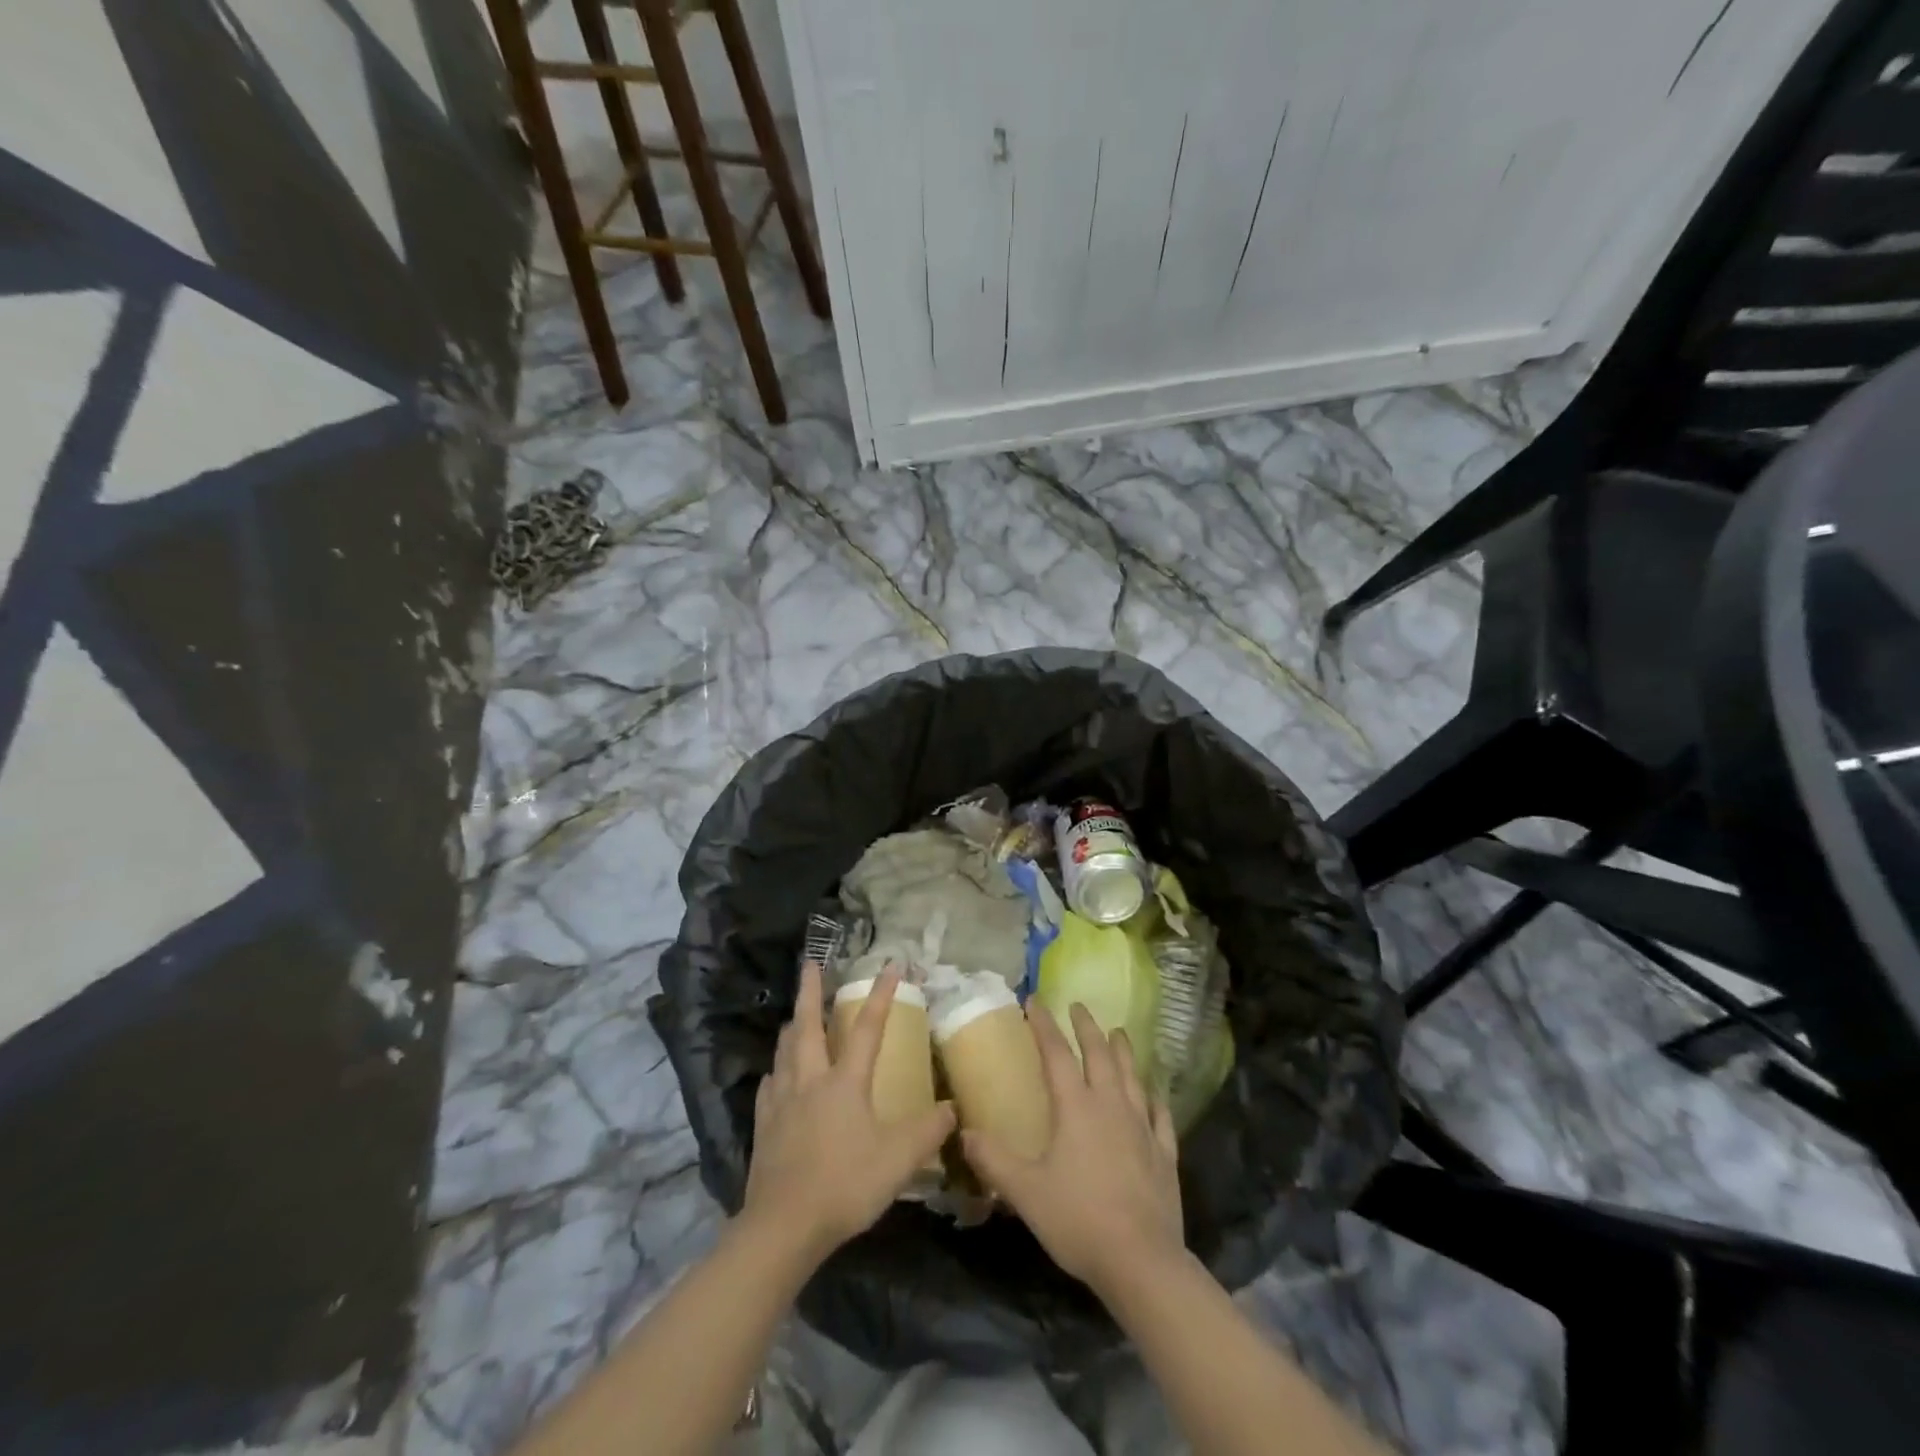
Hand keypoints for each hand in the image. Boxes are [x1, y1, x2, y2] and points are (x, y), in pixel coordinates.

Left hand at [743, 962, 955, 1262]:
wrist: (783, 1226)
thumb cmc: (845, 1184)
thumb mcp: (898, 1159)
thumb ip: (928, 1131)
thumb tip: (954, 1108)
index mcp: (845, 1082)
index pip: (868, 1028)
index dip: (881, 994)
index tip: (891, 964)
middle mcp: (810, 1081)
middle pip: (808, 1026)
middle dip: (810, 991)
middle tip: (809, 963)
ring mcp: (781, 1102)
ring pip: (784, 1051)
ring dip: (791, 1027)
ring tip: (793, 1016)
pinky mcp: (764, 1126)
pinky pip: (768, 1087)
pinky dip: (775, 1072)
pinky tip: (774, 1076)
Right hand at [961, 1003, 1184, 1296]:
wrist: (1142, 1261)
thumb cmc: (1079, 1220)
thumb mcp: (1025, 1191)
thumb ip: (994, 1160)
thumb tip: (963, 1133)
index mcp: (1077, 1108)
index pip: (1057, 1054)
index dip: (1044, 1025)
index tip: (1034, 1000)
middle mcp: (1111, 1105)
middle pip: (1100, 1054)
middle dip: (1087, 1027)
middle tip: (1078, 1006)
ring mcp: (1142, 1127)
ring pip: (1133, 1076)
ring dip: (1123, 1050)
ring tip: (1118, 1032)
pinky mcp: (1164, 1153)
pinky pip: (1160, 1115)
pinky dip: (1155, 1097)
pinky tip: (1154, 1093)